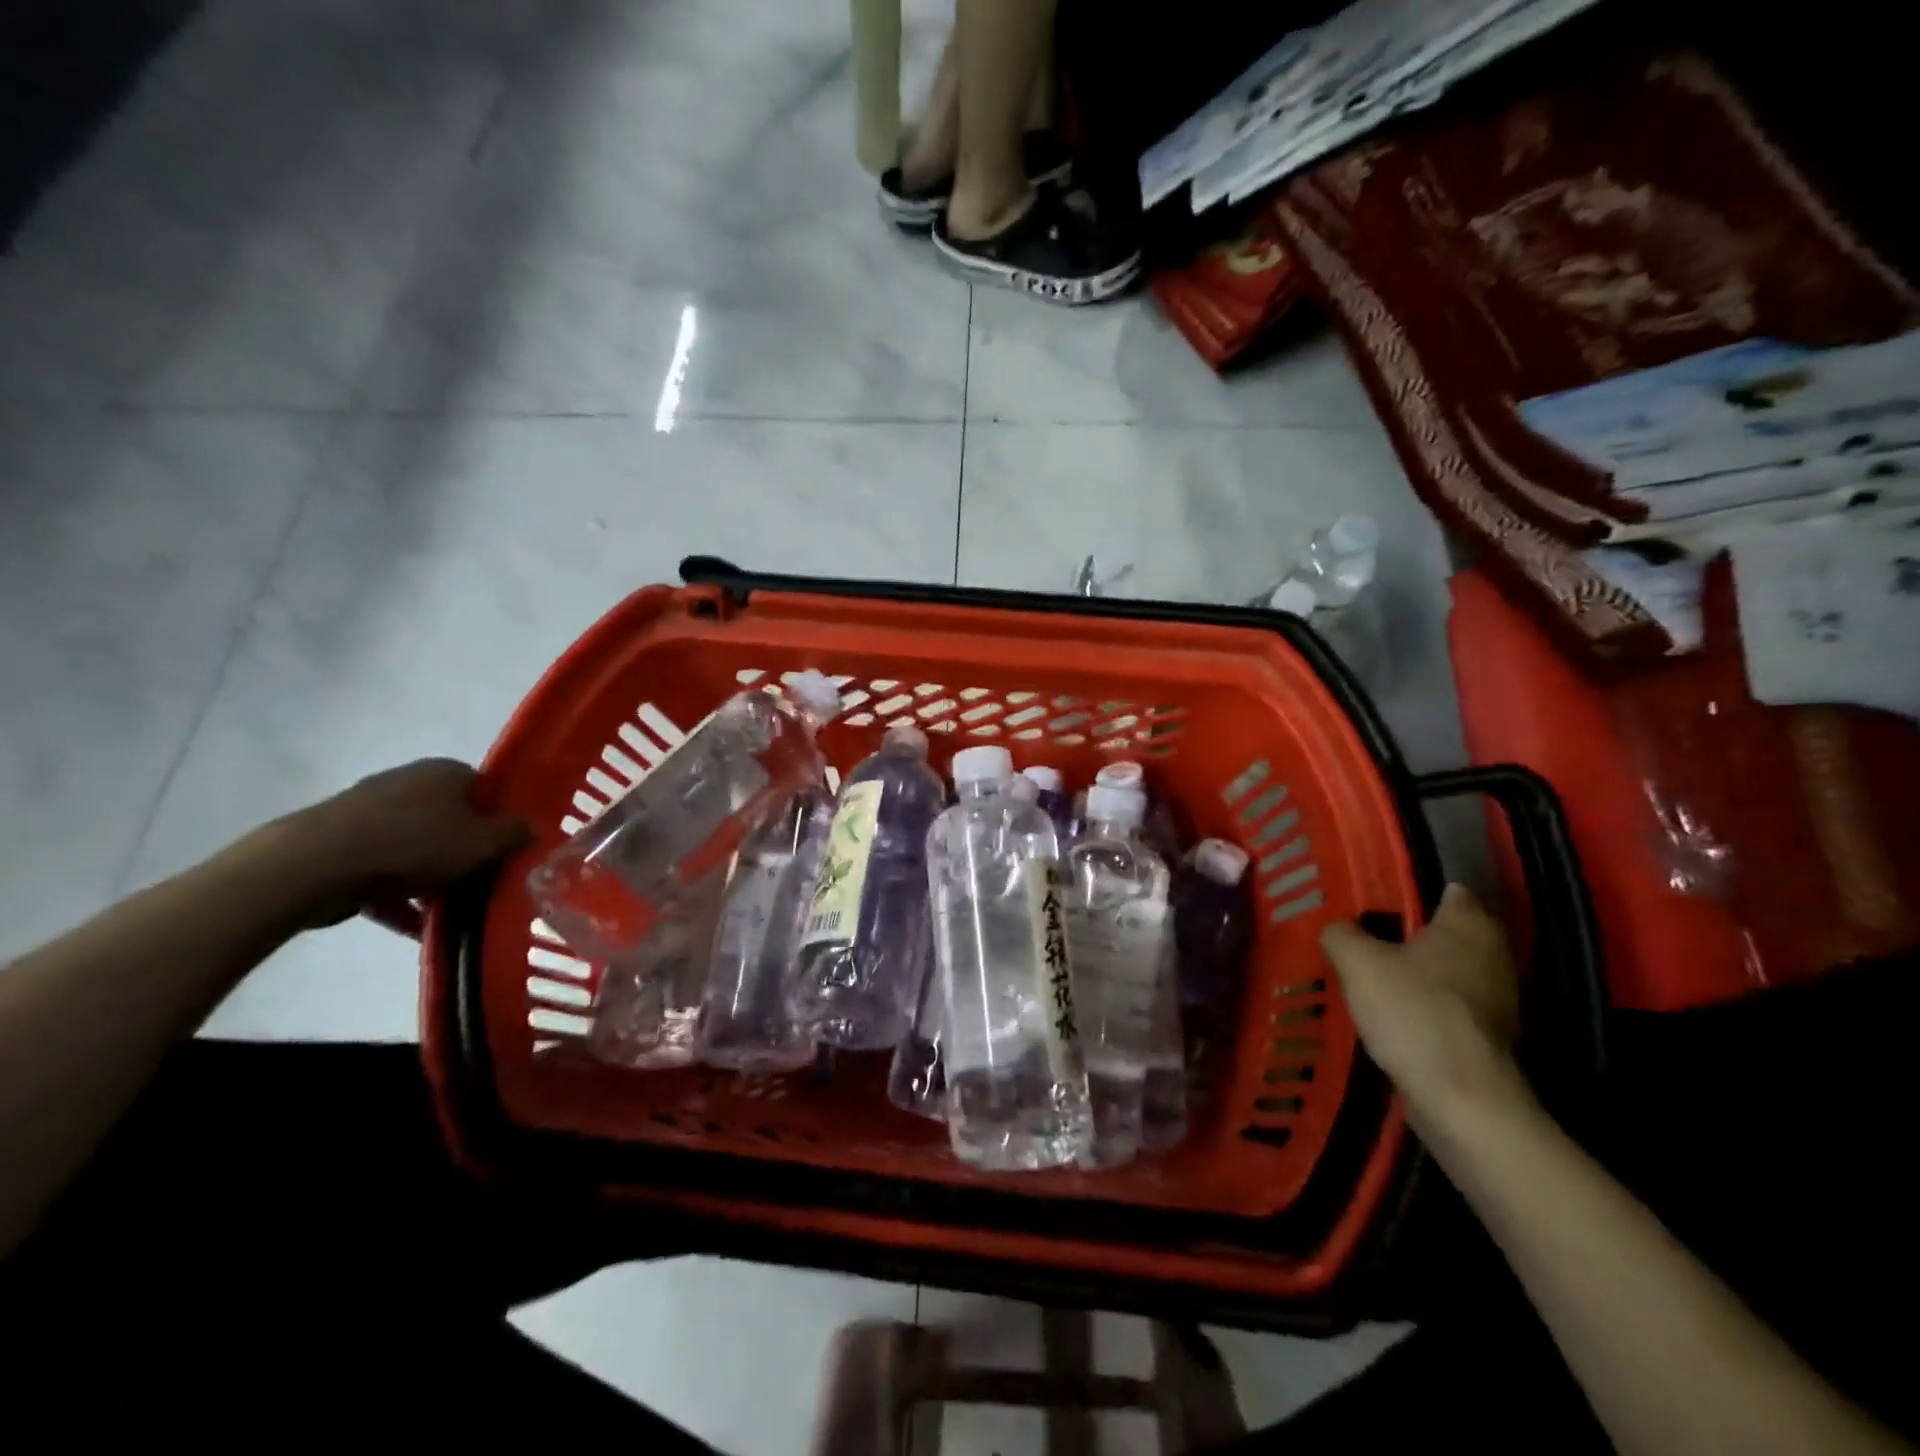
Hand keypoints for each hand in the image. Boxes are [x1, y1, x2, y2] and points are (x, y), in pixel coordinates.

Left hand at [273, 759, 529, 932]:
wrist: (315, 864)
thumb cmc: (416, 844)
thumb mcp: (484, 843)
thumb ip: (514, 835)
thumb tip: (532, 828)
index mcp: (447, 772)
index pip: (488, 791)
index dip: (501, 821)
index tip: (508, 851)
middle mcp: (410, 781)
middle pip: (452, 819)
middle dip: (467, 853)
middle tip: (482, 883)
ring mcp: (370, 810)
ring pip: (417, 846)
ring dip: (433, 877)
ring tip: (448, 912)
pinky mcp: (339, 841)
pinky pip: (383, 868)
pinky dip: (399, 895)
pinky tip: (412, 926)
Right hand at [1321, 884, 1523, 1125]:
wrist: (1461, 1097)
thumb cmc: (1413, 1011)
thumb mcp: (1356, 960)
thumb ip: (1341, 934)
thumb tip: (1338, 930)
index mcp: (1470, 924)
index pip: (1448, 891)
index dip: (1412, 892)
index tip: (1377, 901)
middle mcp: (1495, 954)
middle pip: (1448, 934)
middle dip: (1412, 936)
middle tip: (1366, 938)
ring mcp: (1500, 1000)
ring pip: (1449, 973)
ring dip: (1419, 975)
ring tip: (1373, 978)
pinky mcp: (1492, 1038)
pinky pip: (1452, 1008)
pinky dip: (1427, 1008)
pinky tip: (1394, 1017)